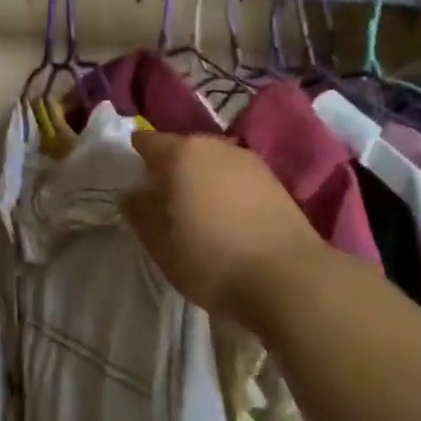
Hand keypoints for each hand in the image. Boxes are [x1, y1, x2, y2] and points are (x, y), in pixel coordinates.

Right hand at [121, 131, 327, 327]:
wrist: (289, 278)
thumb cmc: (210, 257)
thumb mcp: (159, 242)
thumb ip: (138, 211)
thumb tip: (133, 192)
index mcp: (180, 152)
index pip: (146, 141)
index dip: (134, 159)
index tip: (132, 184)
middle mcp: (214, 145)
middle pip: (181, 150)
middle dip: (169, 170)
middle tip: (162, 204)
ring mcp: (248, 161)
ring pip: (211, 164)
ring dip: (200, 181)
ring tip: (197, 215)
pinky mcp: (275, 182)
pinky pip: (236, 179)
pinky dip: (226, 192)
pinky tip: (228, 221)